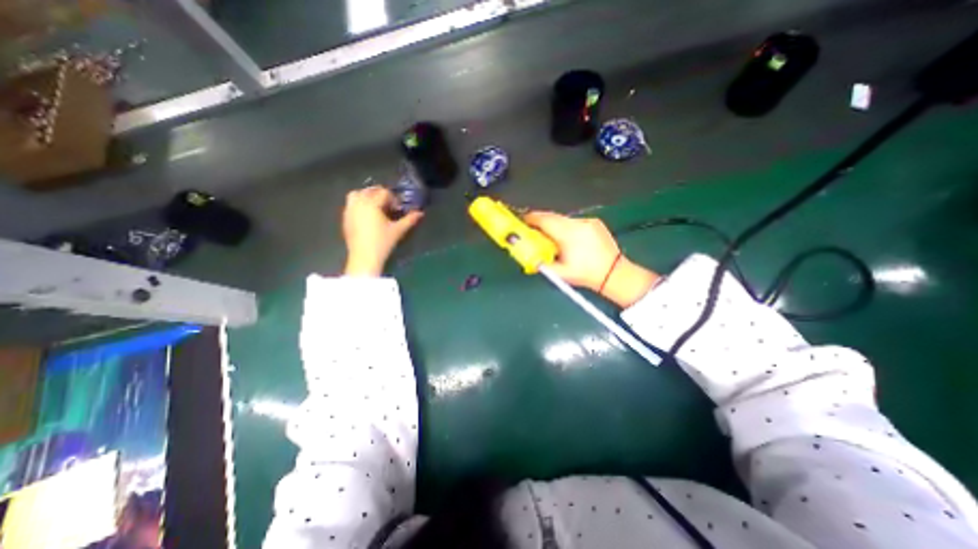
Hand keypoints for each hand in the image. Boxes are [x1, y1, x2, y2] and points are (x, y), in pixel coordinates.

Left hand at [342, 186, 422, 276]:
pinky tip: (367, 216)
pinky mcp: (345, 218)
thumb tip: (420, 213)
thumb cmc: (382, 242)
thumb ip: (409, 219)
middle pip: (369, 190)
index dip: (393, 199)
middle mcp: (359, 203)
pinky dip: (359, 204)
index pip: (384, 192)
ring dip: (367, 196)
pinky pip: (351, 204)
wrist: (364, 257)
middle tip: (388, 206)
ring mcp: (349, 210)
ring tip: (376, 207)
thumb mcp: (398, 230)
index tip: (398, 209)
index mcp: (372, 204)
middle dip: (380, 194)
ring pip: (357, 194)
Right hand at [524, 209, 660, 308]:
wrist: (614, 273)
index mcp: (568, 234)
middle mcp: (578, 223)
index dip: (530, 219)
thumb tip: (529, 255)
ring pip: (563, 219)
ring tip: (551, 236)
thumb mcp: (560, 273)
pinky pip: (574, 221)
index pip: (544, 220)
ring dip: (554, 224)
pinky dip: (566, 227)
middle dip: (540, 221)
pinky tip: (568, 238)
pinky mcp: (595, 222)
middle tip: (532, 229)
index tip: (522, 221)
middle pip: (552, 216)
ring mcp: (587, 221)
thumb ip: (541, 263)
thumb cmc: (585, 274)